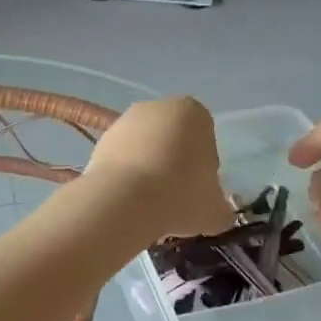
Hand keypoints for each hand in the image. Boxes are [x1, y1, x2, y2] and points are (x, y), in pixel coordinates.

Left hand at [84, 97, 232, 239]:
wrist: (124, 200)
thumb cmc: (180, 195)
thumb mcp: (216, 211)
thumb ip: (220, 208)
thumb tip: (216, 213)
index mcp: (193, 112)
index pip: (205, 137)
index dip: (204, 166)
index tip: (198, 190)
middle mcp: (157, 107)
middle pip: (173, 138)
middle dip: (174, 163)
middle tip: (176, 197)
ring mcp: (125, 121)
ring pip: (145, 147)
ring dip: (148, 169)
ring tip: (150, 203)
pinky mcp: (100, 140)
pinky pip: (122, 159)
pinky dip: (126, 175)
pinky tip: (129, 199)